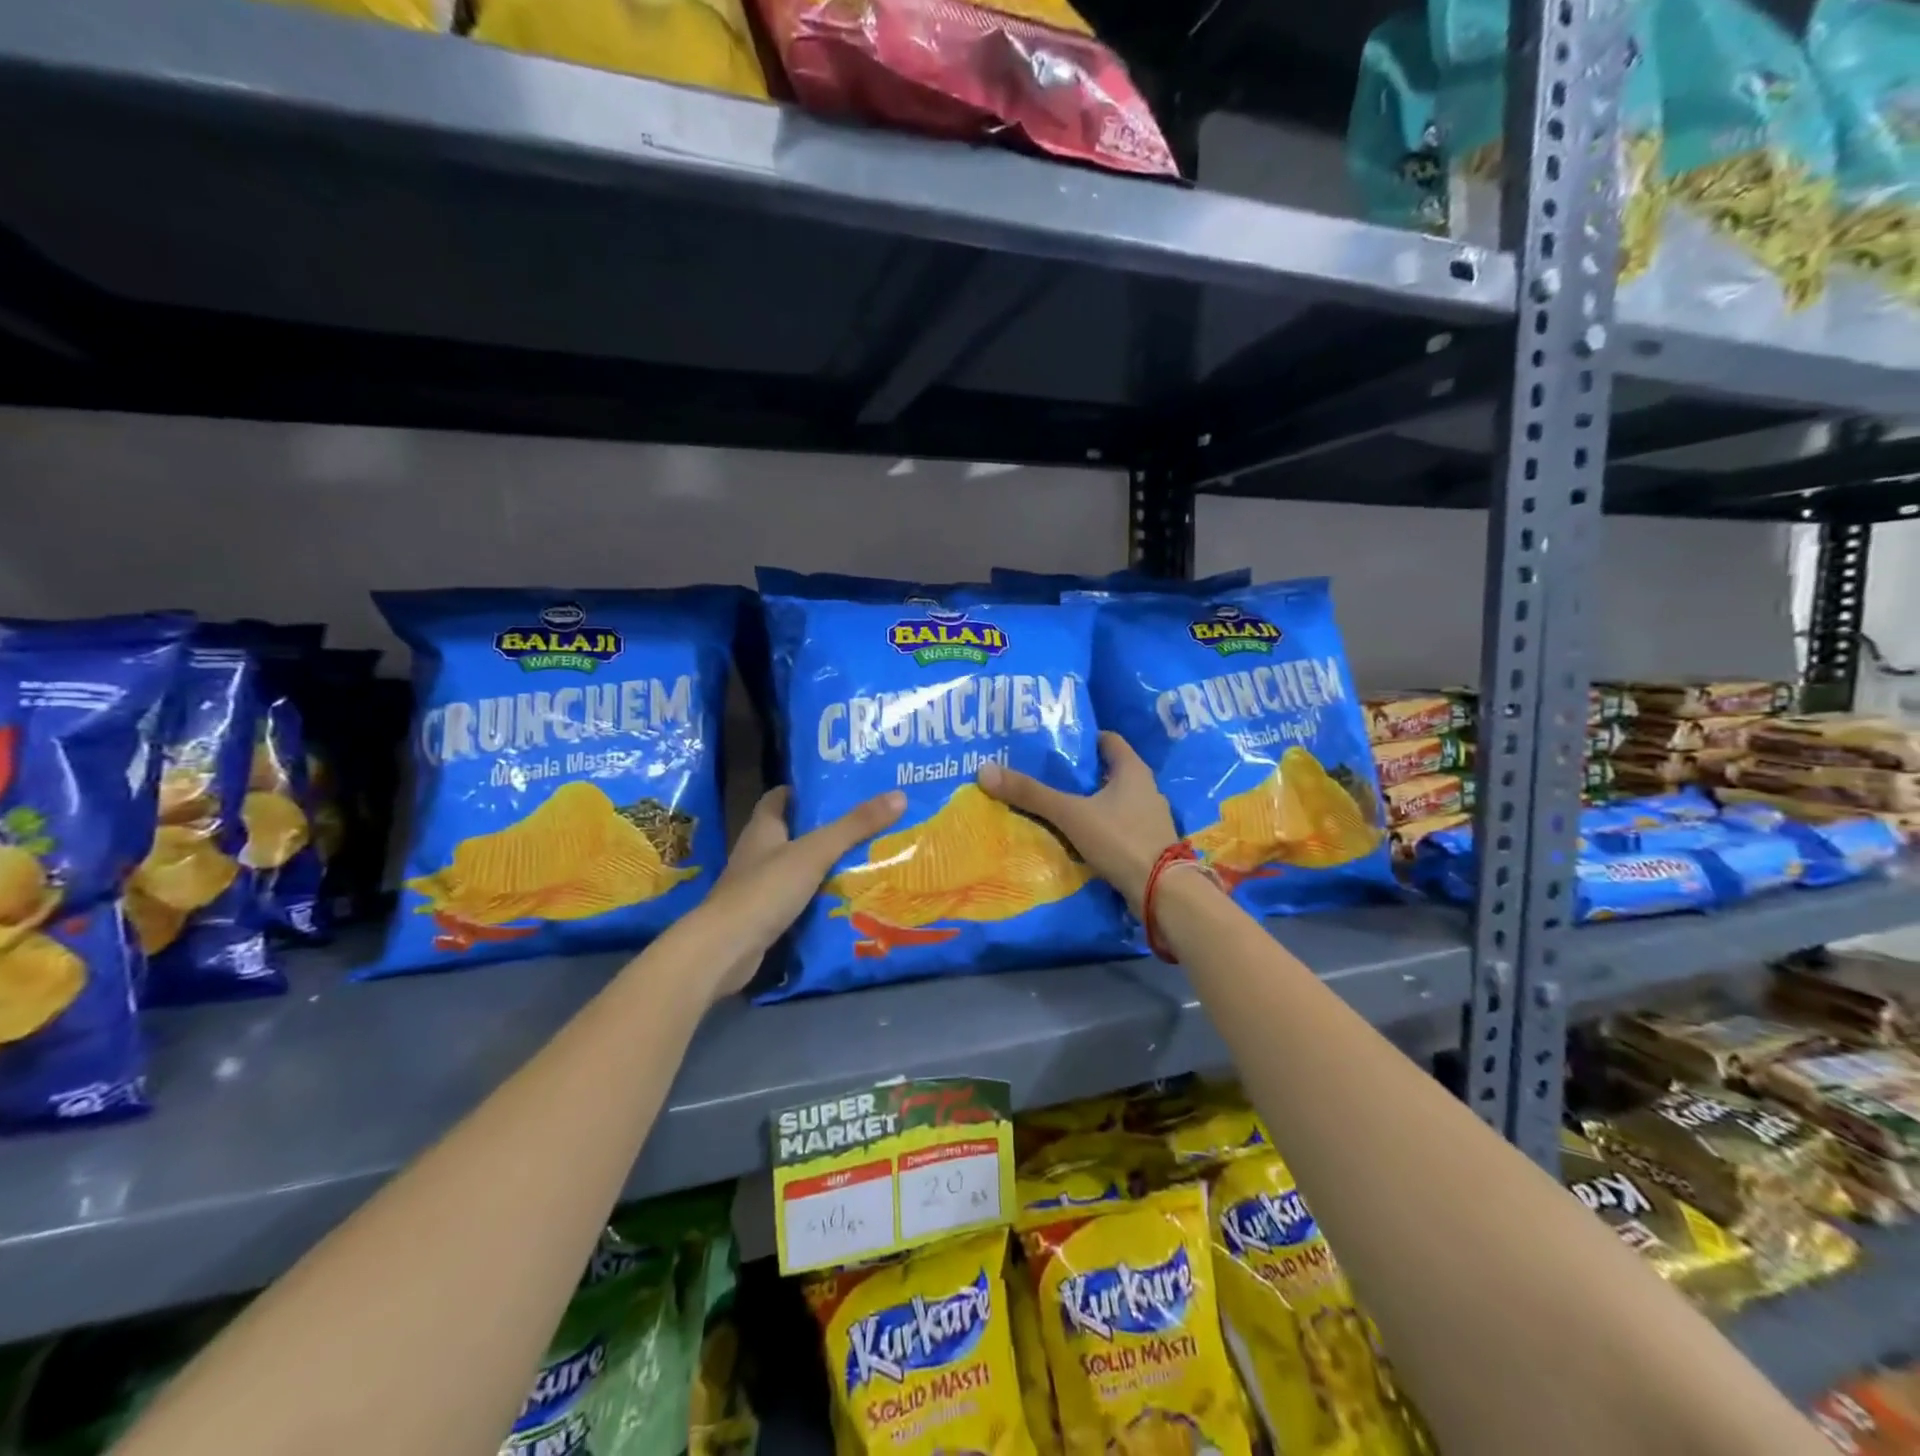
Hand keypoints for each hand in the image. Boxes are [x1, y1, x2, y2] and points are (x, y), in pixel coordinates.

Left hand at [698, 786, 906, 1001]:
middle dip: (822, 828)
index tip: (834, 788)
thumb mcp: (815, 852)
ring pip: (795, 867)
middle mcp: (757, 853)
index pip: (779, 798)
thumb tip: (898, 795)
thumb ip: (854, 826)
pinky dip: (816, 896)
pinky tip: (843, 898)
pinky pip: (795, 898)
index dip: (802, 791)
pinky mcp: (763, 916)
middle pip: (791, 832)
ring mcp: (758, 886)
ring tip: (863, 858)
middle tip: (863, 823)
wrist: (725, 949)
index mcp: (763, 828)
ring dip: (822, 864)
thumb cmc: (766, 889)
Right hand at [976, 732, 1177, 916]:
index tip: (1056, 745)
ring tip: (1057, 807)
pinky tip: (1077, 837)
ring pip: (1113, 801)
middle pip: (1109, 771)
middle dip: (1080, 774)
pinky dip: (1098, 827)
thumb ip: (1031, 794)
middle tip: (1047, 776)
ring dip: (1089, 802)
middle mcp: (1146, 789)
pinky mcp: (1147, 844)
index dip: (1083, 739)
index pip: (1108, 741)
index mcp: (1133, 770)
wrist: (1162, 892)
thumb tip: (985, 771)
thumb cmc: (1120, 839)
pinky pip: (1117, 826)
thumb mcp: (1070, 814)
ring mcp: (1149, 818)